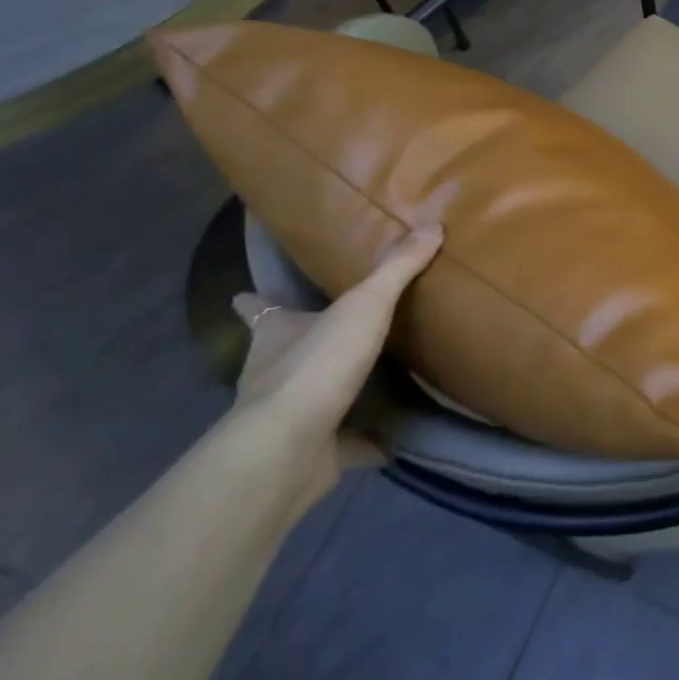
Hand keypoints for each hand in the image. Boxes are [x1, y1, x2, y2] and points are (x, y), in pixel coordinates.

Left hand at [228, 226, 441, 497]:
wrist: (289, 448)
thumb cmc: (317, 364)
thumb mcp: (364, 305)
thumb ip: (397, 269)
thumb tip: (432, 225)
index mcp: (277, 333)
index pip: (258, 309)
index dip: (255, 301)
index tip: (245, 295)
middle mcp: (273, 373)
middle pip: (282, 353)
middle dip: (301, 346)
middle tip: (334, 335)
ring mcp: (289, 418)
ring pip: (311, 400)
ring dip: (334, 394)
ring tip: (372, 383)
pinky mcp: (311, 453)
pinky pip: (344, 444)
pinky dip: (365, 442)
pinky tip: (393, 440)